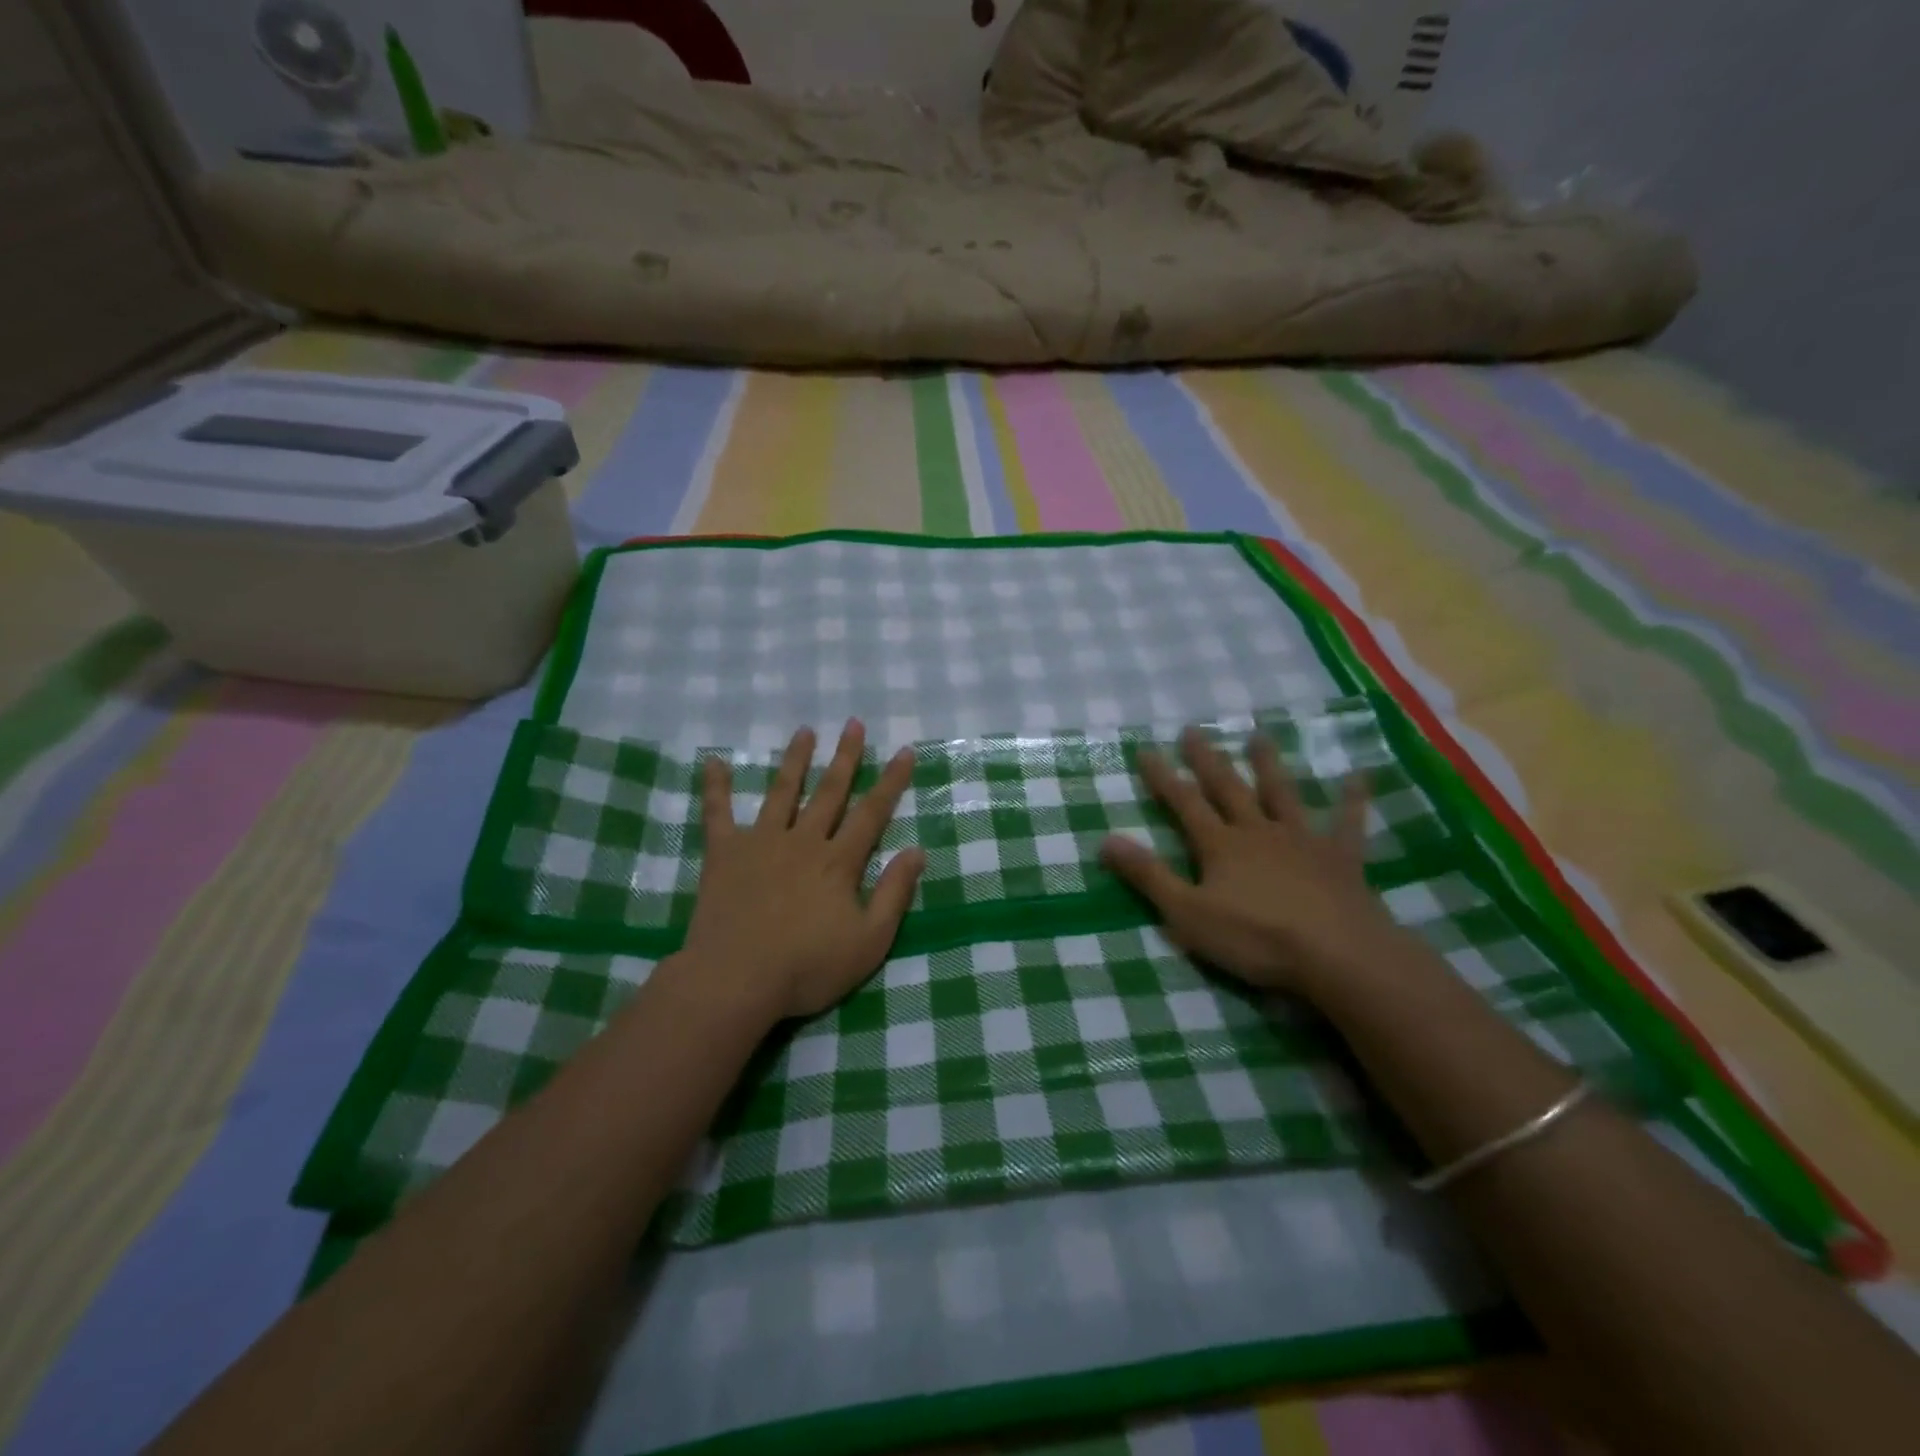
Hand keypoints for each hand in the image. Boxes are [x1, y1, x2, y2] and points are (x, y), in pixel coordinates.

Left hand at [674, 719, 925, 1020]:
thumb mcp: (869, 941)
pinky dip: (716, 787)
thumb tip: (917, 851)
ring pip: (782, 793)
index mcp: (838, 862)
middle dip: (845, 757)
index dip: (891, 781)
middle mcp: (803, 841)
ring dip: (795, 760)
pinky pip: (718, 814)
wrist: (735, 980)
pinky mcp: (724, 854)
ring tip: (804, 731)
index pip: (872, 813)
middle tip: (854, 724)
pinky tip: (713, 761)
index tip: (904, 750)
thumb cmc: (807, 967)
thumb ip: (894, 894)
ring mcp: (761, 843)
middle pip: (829, 792)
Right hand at [1099, 727, 1398, 1000]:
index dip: (1163, 778)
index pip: (1184, 804)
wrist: (1337, 955)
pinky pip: (1347, 824)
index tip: (1146, 750)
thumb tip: (1105, 841)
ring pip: (1281, 795)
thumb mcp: (1187, 913)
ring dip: (1269, 765)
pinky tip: (1359, 776)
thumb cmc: (1256, 937)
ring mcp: (1302, 841)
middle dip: (1207, 760)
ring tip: (1259, 735)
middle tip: (1193, 729)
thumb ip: (1148, 876)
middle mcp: (1258, 832)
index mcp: (1220, 846)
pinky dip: (1352, 799)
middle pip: (1228, 788)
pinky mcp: (1340, 860)